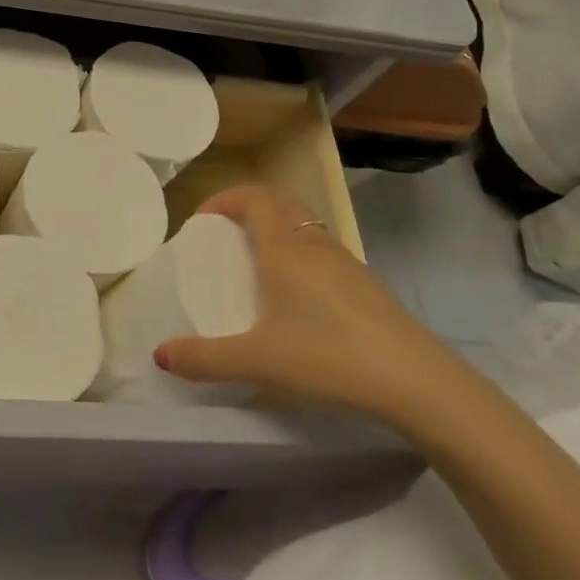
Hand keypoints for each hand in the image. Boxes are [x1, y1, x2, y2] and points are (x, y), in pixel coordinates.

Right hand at [155, 183, 459, 424]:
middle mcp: (316, 245)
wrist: (418, 383)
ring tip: (259, 273)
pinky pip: (325, 255)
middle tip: (227, 241)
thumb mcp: (258, 361)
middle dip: (250, 212)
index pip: (254, 197)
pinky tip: (300, 305)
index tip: (202, 221)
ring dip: (278, 236)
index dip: (225, 199)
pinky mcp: (368, 287)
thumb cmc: (329, 358)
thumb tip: (160, 354)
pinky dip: (302, 261)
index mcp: (285, 249)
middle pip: (281, 205)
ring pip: (306, 230)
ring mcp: (348, 264)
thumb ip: (205, 358)